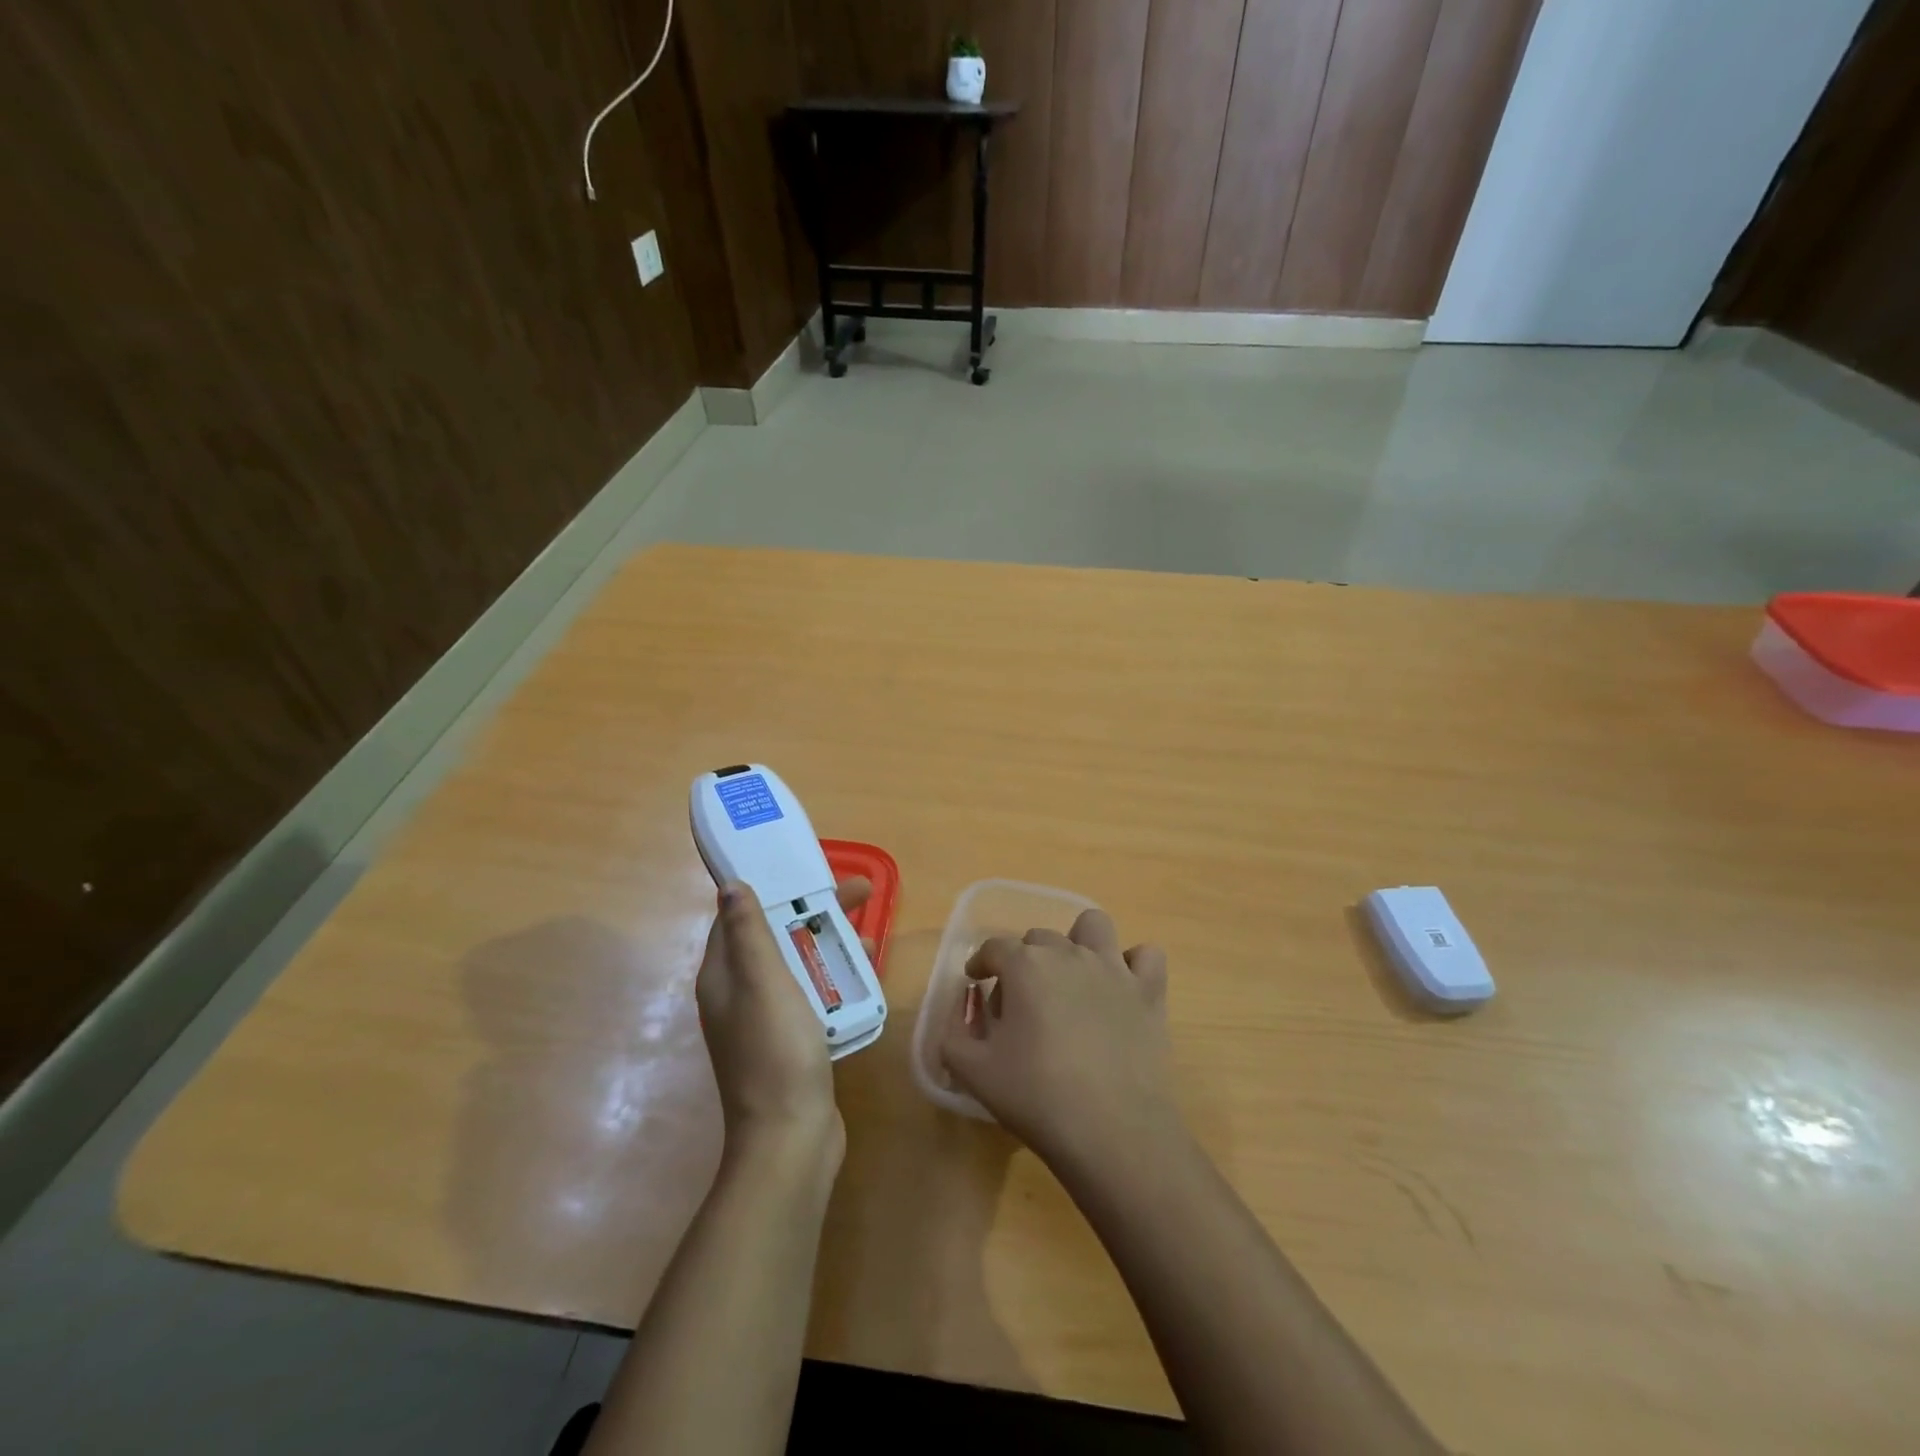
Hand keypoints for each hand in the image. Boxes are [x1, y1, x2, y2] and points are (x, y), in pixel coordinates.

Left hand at [695, 876, 871, 1157]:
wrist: (791, 1137)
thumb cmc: (776, 1050)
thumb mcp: (763, 981)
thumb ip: (749, 932)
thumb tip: (730, 885)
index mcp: (724, 978)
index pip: (738, 919)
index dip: (769, 890)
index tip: (805, 871)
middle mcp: (739, 996)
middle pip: (774, 939)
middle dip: (812, 912)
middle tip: (859, 893)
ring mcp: (765, 1023)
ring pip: (797, 966)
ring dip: (828, 944)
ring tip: (870, 930)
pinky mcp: (791, 1043)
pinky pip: (812, 995)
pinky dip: (834, 978)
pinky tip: (865, 976)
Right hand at [938, 908, 1173, 1167]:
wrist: (1114, 1131)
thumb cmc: (1037, 1098)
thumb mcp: (973, 1071)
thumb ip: (954, 1032)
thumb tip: (964, 1007)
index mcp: (1025, 966)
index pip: (994, 947)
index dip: (981, 962)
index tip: (976, 982)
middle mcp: (1069, 953)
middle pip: (1039, 938)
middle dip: (1024, 960)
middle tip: (1020, 1001)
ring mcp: (1113, 968)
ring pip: (1093, 926)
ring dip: (1078, 941)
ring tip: (1071, 977)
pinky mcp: (1148, 991)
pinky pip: (1146, 955)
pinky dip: (1132, 964)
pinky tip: (1119, 988)